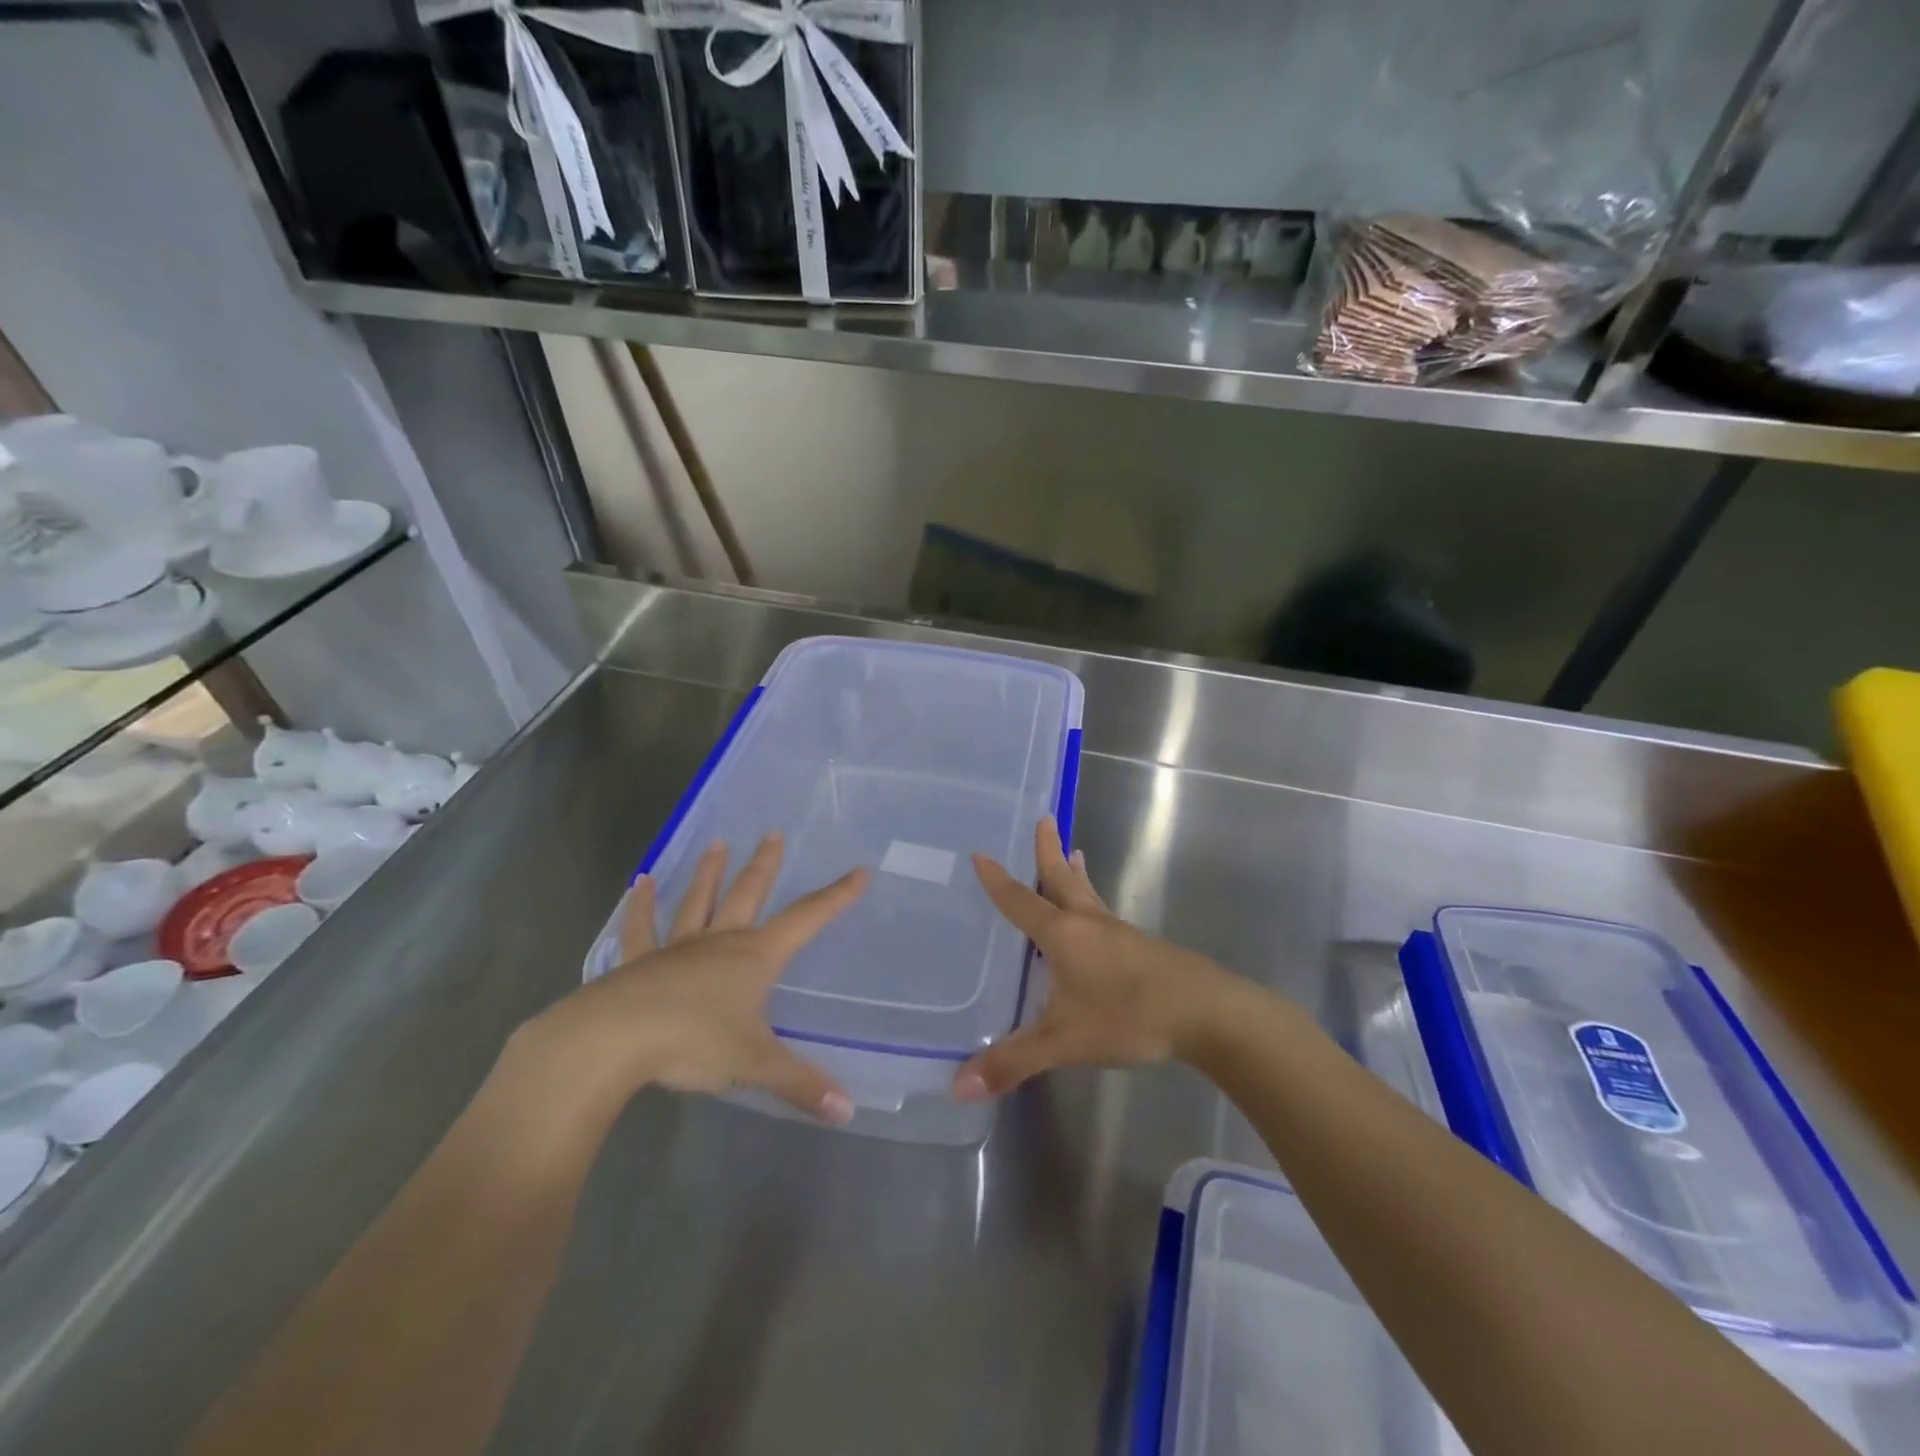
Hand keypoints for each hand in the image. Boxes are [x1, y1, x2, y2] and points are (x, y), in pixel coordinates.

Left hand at [507, 833, 866, 1125]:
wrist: (612, 1041)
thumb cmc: (693, 1043)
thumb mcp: (754, 1064)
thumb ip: (801, 1085)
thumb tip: (848, 1112)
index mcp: (755, 957)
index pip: (807, 919)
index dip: (836, 897)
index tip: (858, 871)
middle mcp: (720, 941)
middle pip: (748, 894)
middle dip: (764, 865)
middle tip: (772, 833)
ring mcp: (676, 948)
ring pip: (697, 901)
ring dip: (708, 872)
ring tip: (716, 843)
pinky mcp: (638, 962)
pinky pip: (641, 928)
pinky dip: (640, 906)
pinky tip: (638, 882)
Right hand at [953, 817, 1239, 1101]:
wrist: (1204, 1012)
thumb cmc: (1127, 1016)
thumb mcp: (1063, 1042)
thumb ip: (1012, 1063)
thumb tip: (958, 1088)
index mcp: (1062, 935)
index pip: (1020, 902)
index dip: (998, 882)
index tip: (981, 855)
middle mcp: (1088, 923)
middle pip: (1062, 879)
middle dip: (1048, 852)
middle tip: (1044, 819)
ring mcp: (1118, 933)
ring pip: (1089, 893)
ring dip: (1075, 872)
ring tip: (1075, 851)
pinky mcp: (1140, 947)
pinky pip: (1105, 913)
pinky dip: (1094, 900)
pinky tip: (1099, 919)